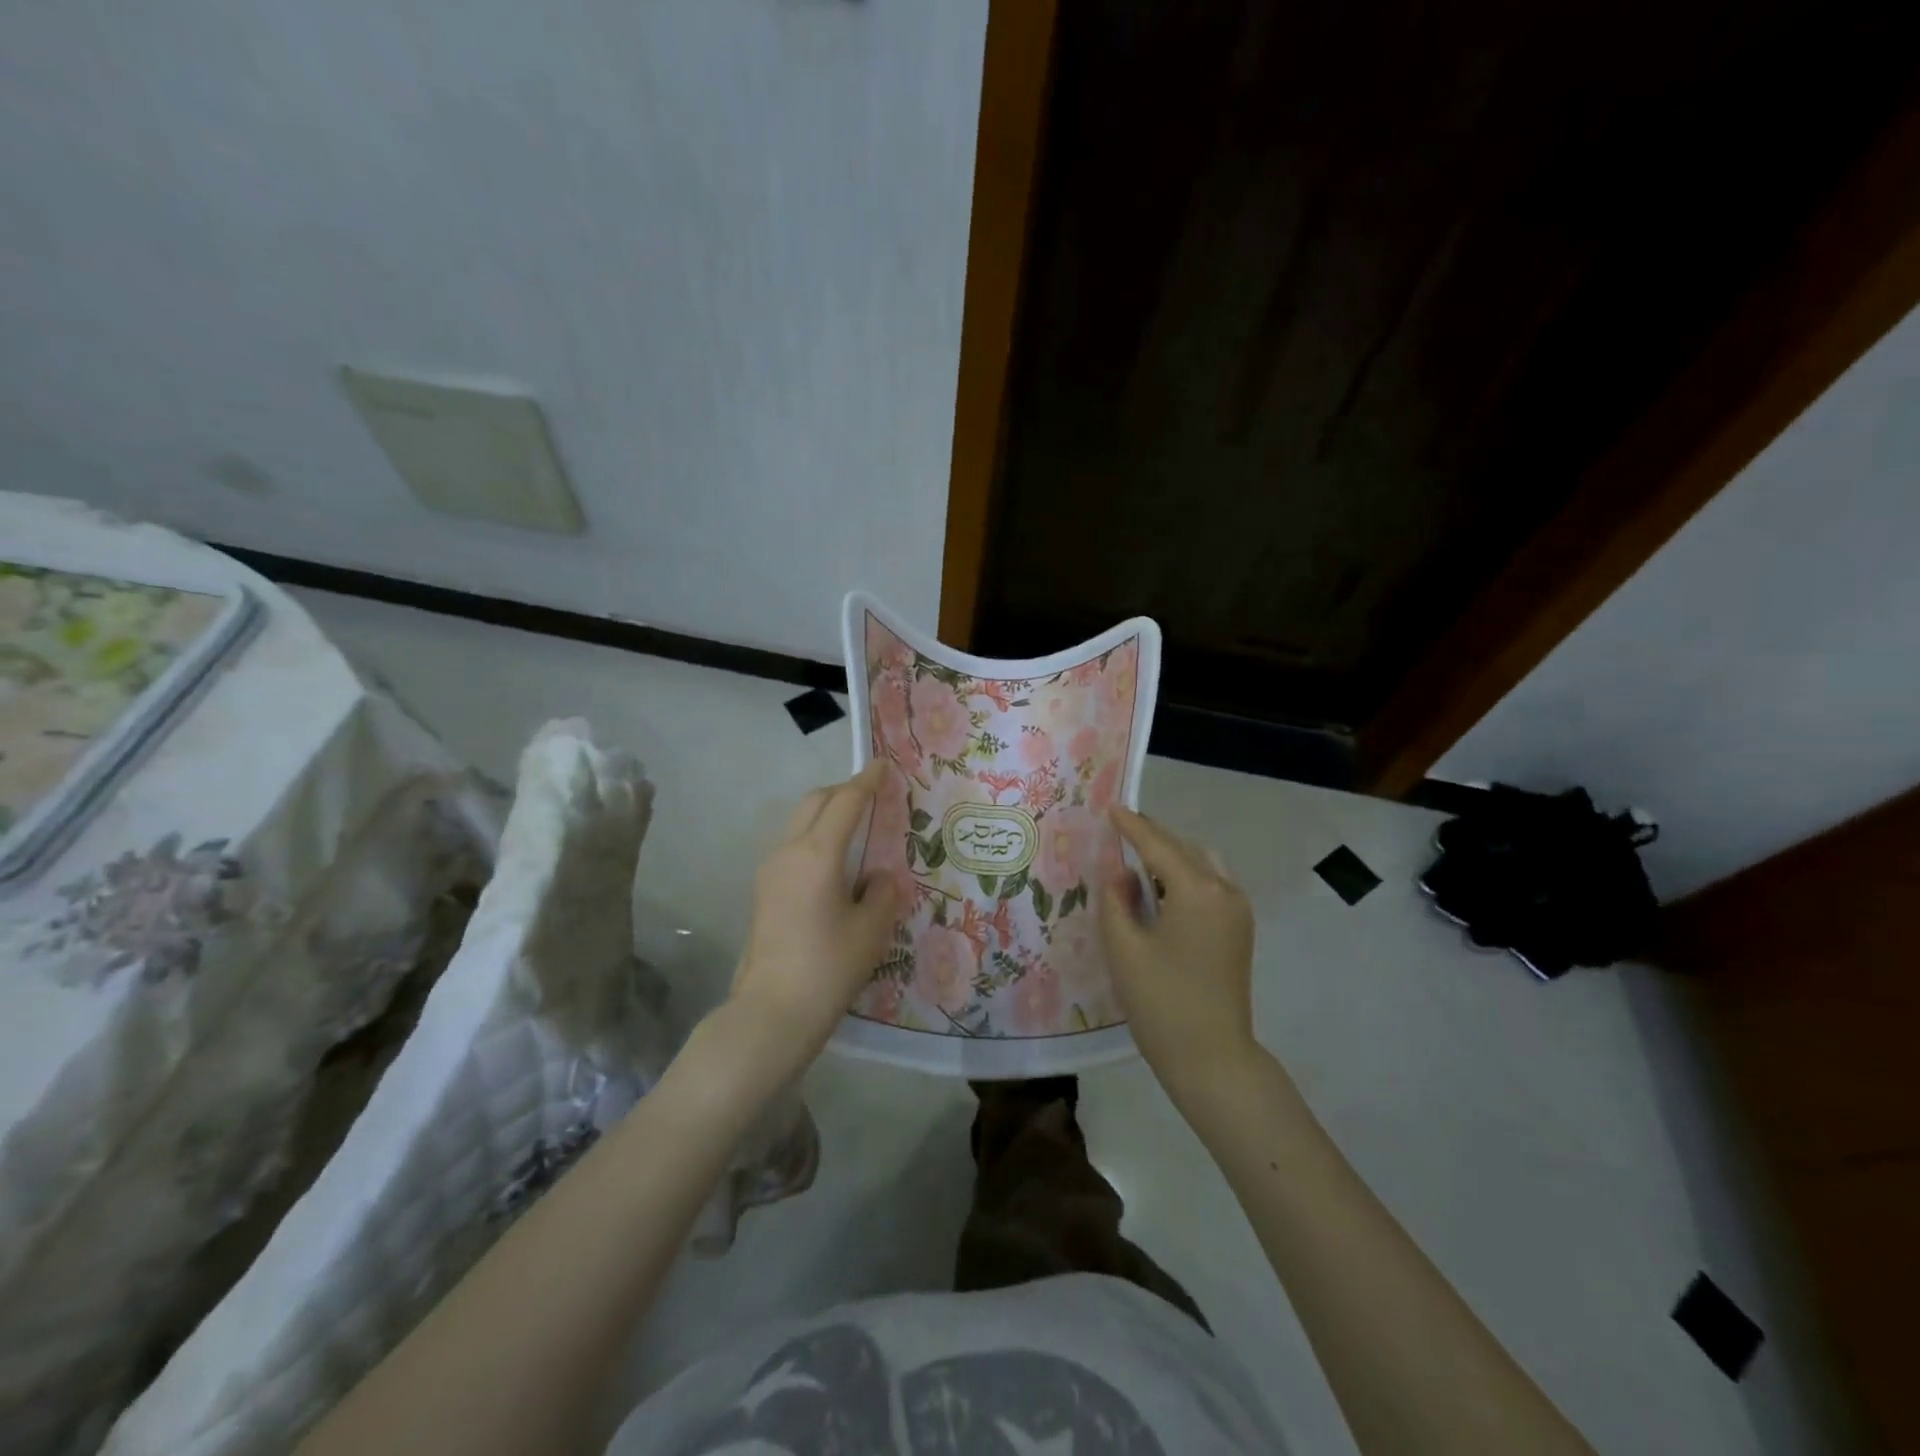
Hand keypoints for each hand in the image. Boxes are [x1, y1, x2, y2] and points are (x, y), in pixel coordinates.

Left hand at [722, 762, 900, 1082]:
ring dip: (826, 814)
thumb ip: (882, 891)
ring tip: (856, 829)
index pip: (845, 802)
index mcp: (817, 853)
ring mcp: (769, 870)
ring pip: (799, 822)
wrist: (771, 1012)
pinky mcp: (763, 891)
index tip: (883, 765)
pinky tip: (835, 863)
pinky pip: (792, 846)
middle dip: (843, 791)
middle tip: (872, 796)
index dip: (867, 781)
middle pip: (814, 802)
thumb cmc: (828, 967)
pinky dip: (815, 837)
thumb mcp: (871, 929)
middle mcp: (788, 851)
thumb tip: (877, 877)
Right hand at [1098, 805, 1257, 1090]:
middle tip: (1119, 828)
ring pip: (1201, 863)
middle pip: (1183, 849)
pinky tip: (1161, 888)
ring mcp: (1238, 910)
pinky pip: (1211, 884)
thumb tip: (1119, 869)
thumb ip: (1116, 899)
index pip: (1158, 846)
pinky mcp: (1239, 928)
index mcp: (1197, 891)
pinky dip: (1185, 875)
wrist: (1212, 1058)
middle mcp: (1224, 891)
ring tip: (1136, 858)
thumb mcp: (1124, 948)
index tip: (1111, 806)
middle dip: (1152, 837)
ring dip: (1171, 855)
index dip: (1132, 826)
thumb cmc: (1161, 1003)